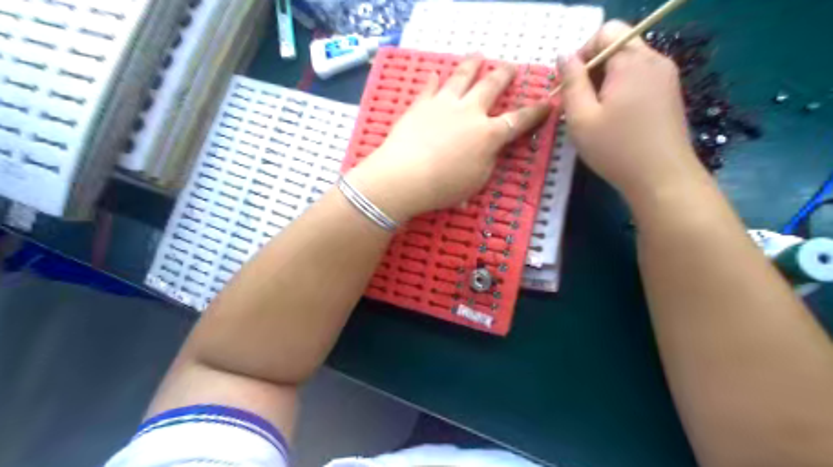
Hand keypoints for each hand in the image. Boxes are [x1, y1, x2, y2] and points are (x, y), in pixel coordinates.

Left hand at [346, 55, 550, 222]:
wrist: (405, 176)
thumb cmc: (444, 186)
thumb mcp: (477, 181)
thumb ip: (487, 160)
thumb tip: (489, 148)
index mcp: (488, 134)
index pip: (518, 120)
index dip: (535, 112)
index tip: (548, 102)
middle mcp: (470, 112)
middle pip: (491, 87)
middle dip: (504, 75)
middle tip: (510, 66)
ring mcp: (444, 104)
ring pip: (462, 77)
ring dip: (472, 65)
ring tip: (478, 56)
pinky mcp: (420, 105)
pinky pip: (430, 88)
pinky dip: (434, 80)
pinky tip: (436, 74)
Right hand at [563, 19, 704, 202]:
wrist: (663, 178)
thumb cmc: (616, 148)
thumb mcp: (581, 117)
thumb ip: (571, 82)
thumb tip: (564, 55)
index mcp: (632, 61)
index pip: (605, 32)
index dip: (581, 54)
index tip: (569, 85)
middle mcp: (654, 60)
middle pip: (618, 46)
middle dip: (592, 69)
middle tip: (578, 103)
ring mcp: (667, 77)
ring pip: (628, 64)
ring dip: (605, 81)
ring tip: (594, 114)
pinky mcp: (670, 94)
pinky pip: (640, 79)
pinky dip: (621, 90)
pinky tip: (614, 119)